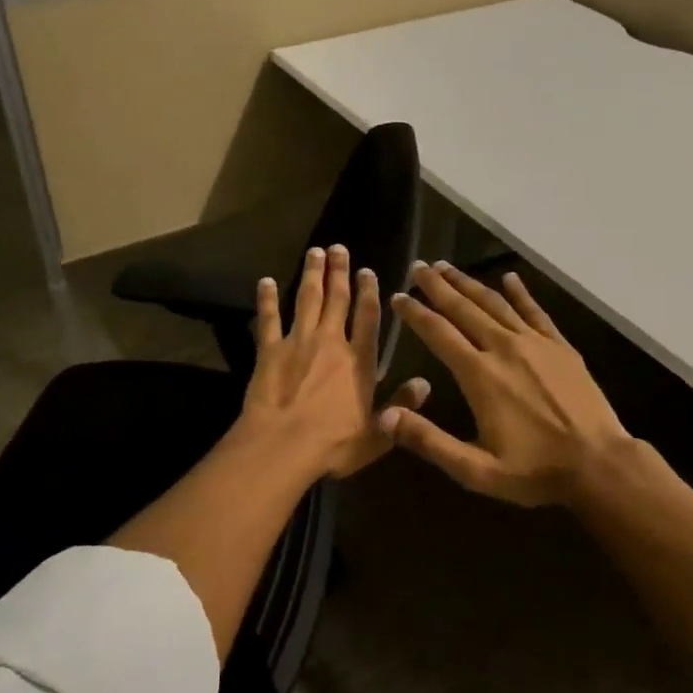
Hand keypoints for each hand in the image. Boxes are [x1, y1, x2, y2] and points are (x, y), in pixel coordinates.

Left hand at [239, 244, 430, 480]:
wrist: (283, 445)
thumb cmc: (333, 444)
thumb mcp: (378, 433)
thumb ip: (401, 405)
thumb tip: (426, 383)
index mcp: (358, 362)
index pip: (368, 319)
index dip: (369, 292)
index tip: (367, 271)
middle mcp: (331, 343)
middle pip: (336, 300)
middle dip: (339, 272)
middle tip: (339, 248)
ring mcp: (298, 342)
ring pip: (307, 300)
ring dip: (311, 274)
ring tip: (315, 251)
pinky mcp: (269, 350)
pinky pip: (268, 318)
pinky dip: (267, 299)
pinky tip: (266, 281)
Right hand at [381, 262, 635, 506]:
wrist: (599, 464)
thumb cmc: (534, 470)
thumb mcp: (475, 469)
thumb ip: (429, 441)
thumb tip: (384, 417)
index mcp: (479, 374)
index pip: (438, 332)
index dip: (415, 313)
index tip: (398, 296)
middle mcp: (503, 348)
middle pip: (464, 308)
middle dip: (438, 286)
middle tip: (418, 267)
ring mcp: (535, 343)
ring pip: (495, 303)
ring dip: (469, 283)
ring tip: (448, 267)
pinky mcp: (560, 347)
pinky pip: (535, 311)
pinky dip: (520, 292)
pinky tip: (509, 277)